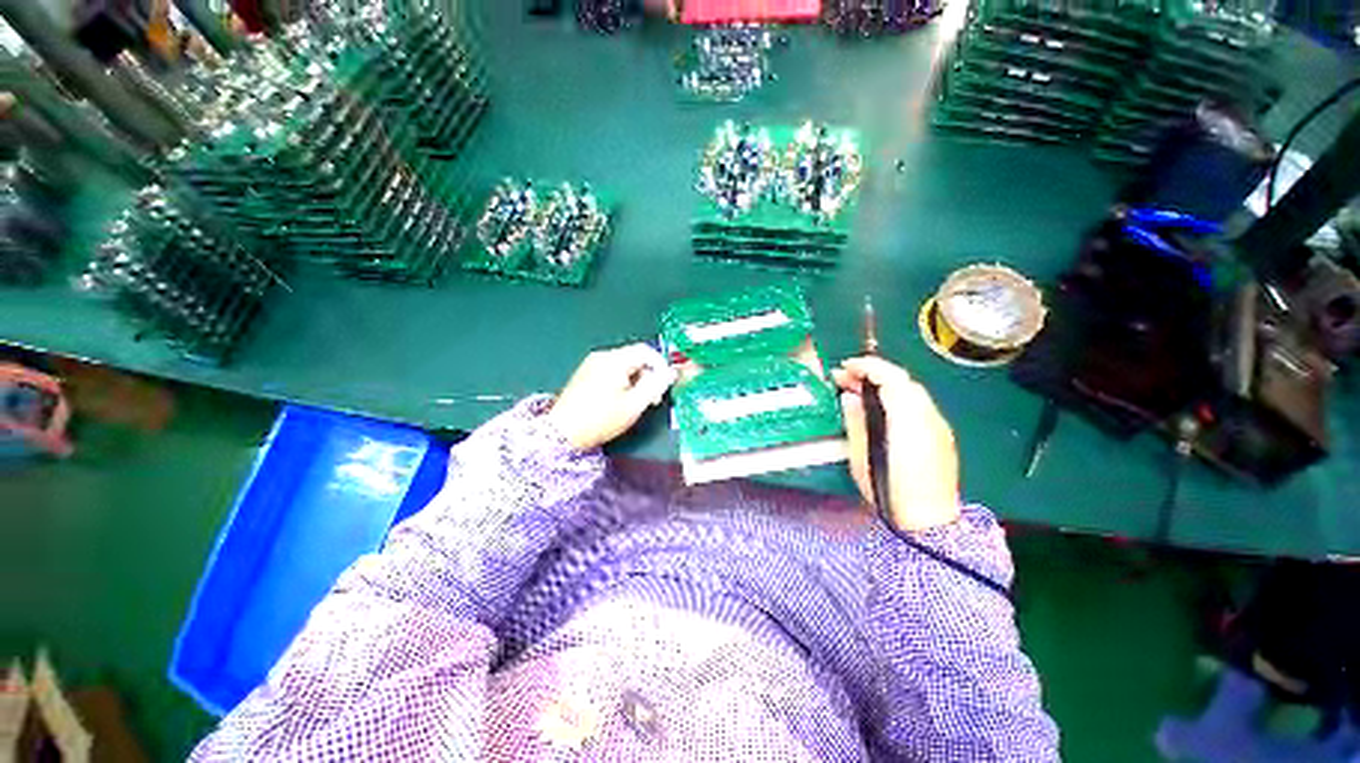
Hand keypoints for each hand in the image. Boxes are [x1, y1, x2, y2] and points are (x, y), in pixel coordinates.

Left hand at [547, 344, 676, 450]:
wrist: (562, 433)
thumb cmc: (600, 419)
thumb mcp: (634, 405)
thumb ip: (655, 385)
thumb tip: (670, 373)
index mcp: (614, 360)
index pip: (646, 351)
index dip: (661, 365)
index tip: (667, 383)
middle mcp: (602, 356)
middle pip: (635, 357)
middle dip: (649, 375)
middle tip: (653, 398)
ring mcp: (591, 364)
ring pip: (624, 365)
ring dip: (637, 380)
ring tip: (637, 402)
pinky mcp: (585, 374)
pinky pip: (611, 371)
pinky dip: (623, 381)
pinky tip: (621, 400)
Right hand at [833, 357, 960, 531]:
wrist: (929, 522)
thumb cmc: (889, 491)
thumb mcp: (862, 457)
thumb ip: (856, 422)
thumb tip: (850, 397)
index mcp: (908, 420)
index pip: (891, 378)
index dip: (867, 366)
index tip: (845, 367)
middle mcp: (928, 417)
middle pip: (903, 381)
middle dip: (873, 373)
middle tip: (845, 379)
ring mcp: (938, 426)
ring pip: (911, 391)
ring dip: (885, 384)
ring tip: (858, 391)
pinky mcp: (941, 435)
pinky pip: (918, 405)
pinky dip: (897, 397)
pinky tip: (881, 408)